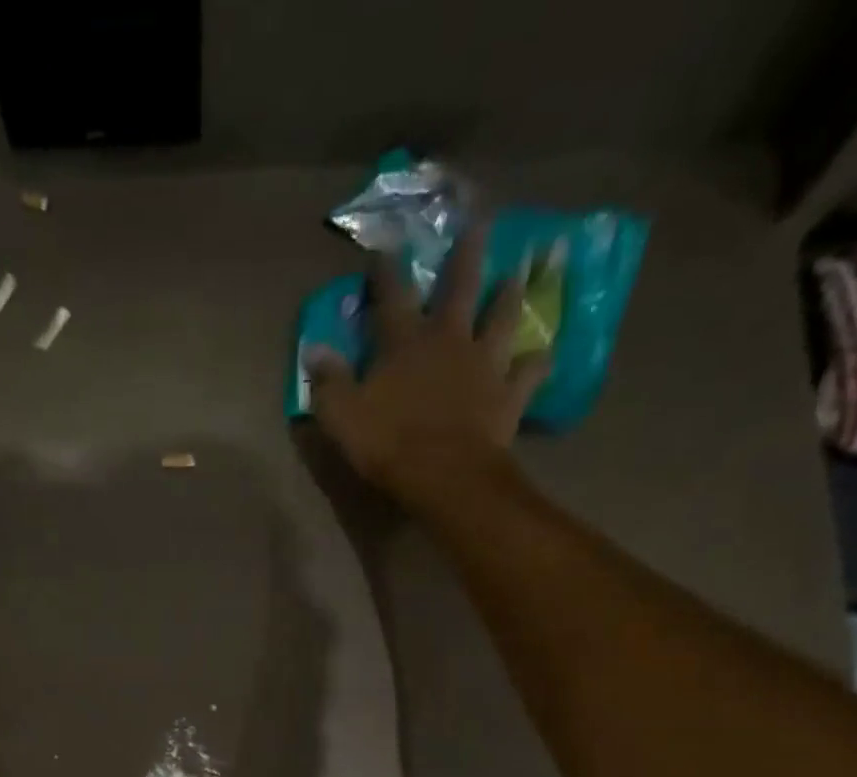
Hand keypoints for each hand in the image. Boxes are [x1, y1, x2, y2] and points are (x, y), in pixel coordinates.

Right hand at [307, 224, 549, 511]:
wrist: (445, 474)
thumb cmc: (388, 442)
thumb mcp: (342, 415)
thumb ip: (329, 381)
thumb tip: (315, 349)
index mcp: (405, 343)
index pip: (392, 296)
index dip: (387, 271)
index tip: (385, 248)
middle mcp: (449, 341)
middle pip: (460, 289)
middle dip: (467, 255)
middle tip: (481, 223)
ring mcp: (485, 364)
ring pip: (502, 319)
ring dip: (508, 296)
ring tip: (517, 276)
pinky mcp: (509, 393)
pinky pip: (529, 371)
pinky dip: (535, 362)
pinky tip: (541, 355)